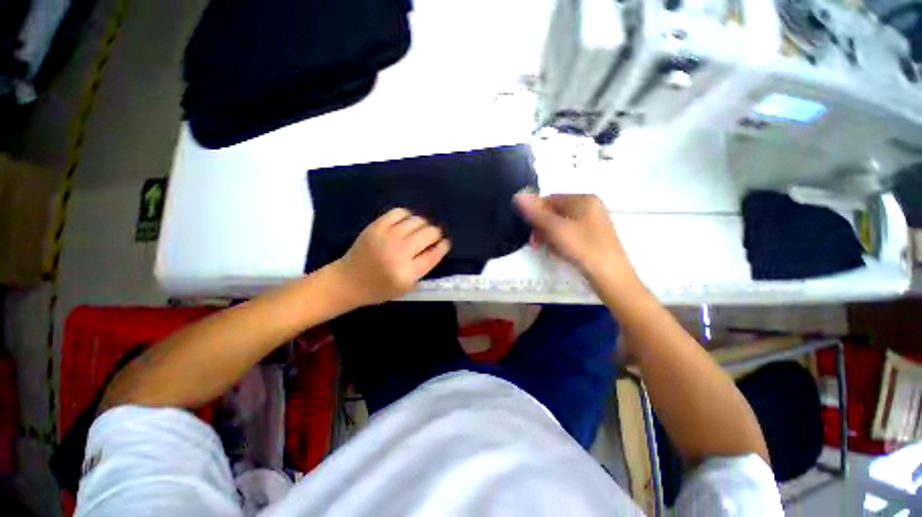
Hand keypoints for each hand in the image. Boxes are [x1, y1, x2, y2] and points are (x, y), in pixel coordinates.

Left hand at [334, 208, 450, 306]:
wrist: (348, 280)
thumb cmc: (380, 288)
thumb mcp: (406, 287)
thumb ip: (423, 268)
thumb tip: (437, 247)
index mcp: (407, 273)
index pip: (433, 255)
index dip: (443, 246)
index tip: (446, 243)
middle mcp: (399, 252)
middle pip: (428, 234)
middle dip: (436, 234)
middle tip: (434, 236)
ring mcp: (386, 237)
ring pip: (416, 221)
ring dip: (423, 224)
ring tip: (420, 230)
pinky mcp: (376, 226)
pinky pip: (399, 213)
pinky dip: (408, 216)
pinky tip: (407, 222)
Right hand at [514, 193, 638, 289]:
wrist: (611, 276)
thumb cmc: (583, 248)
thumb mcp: (556, 229)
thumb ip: (536, 213)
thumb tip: (518, 195)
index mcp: (584, 199)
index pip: (550, 199)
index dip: (535, 214)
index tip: (528, 231)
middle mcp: (590, 207)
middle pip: (555, 212)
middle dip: (542, 227)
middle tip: (535, 244)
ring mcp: (593, 222)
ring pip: (562, 225)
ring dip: (550, 236)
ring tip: (549, 250)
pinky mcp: (594, 237)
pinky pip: (570, 234)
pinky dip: (561, 242)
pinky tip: (560, 253)